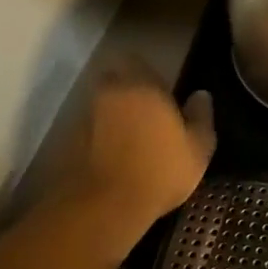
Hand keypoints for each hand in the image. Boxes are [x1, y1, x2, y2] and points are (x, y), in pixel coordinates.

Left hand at [40, 62, 215, 252]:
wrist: (102, 208)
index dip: (146, 71)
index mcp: (143, 86)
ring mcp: (84, 117)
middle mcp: (109, 93)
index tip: (159, 87)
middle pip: (112, 78)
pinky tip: (111, 157)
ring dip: (110, 114)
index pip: (136, 59)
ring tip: (128, 137)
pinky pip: (87, 130)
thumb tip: (201, 95)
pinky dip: (96, 137)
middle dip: (124, 88)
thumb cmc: (159, 171)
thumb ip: (201, 117)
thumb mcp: (198, 148)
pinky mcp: (67, 143)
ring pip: (98, 104)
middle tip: (143, 108)